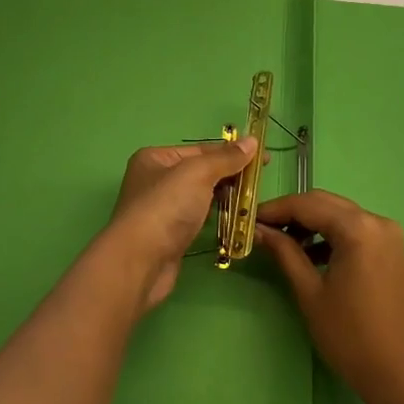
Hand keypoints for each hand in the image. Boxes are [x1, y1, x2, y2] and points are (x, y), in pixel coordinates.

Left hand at [88, 139, 258, 313]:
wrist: (140, 262)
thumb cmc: (166, 208)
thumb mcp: (198, 173)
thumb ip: (225, 158)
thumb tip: (252, 141)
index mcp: (156, 158)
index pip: (201, 149)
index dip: (233, 152)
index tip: (263, 159)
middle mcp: (156, 180)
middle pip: (201, 172)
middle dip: (230, 176)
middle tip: (260, 183)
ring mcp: (162, 209)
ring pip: (201, 196)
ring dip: (225, 198)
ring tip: (252, 202)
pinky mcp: (170, 234)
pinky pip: (199, 218)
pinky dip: (216, 217)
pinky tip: (235, 221)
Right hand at [256, 190, 403, 403]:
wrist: (403, 377)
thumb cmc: (351, 337)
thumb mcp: (310, 293)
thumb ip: (285, 253)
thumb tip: (258, 230)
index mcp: (357, 228)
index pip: (306, 204)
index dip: (274, 209)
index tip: (247, 218)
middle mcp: (376, 221)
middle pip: (324, 203)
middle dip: (291, 212)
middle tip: (261, 228)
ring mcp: (388, 235)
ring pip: (339, 215)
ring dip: (310, 223)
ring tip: (281, 243)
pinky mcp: (391, 251)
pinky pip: (354, 230)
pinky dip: (330, 235)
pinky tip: (310, 254)